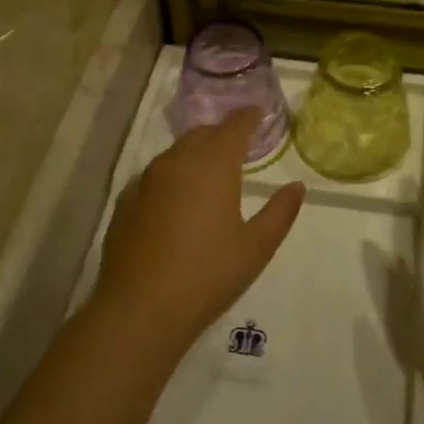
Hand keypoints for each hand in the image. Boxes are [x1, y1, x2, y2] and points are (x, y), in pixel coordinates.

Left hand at [94, 110, 305, 347]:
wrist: (140, 308)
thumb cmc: (208, 274)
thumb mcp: (256, 247)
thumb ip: (280, 212)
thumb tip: (296, 187)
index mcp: (213, 164)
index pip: (234, 126)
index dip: (249, 117)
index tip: (259, 114)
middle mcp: (177, 161)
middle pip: (203, 134)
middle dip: (222, 134)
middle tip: (239, 147)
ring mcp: (146, 180)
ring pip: (176, 153)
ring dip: (196, 154)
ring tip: (210, 174)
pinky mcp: (126, 202)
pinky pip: (155, 177)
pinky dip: (172, 178)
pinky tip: (177, 202)